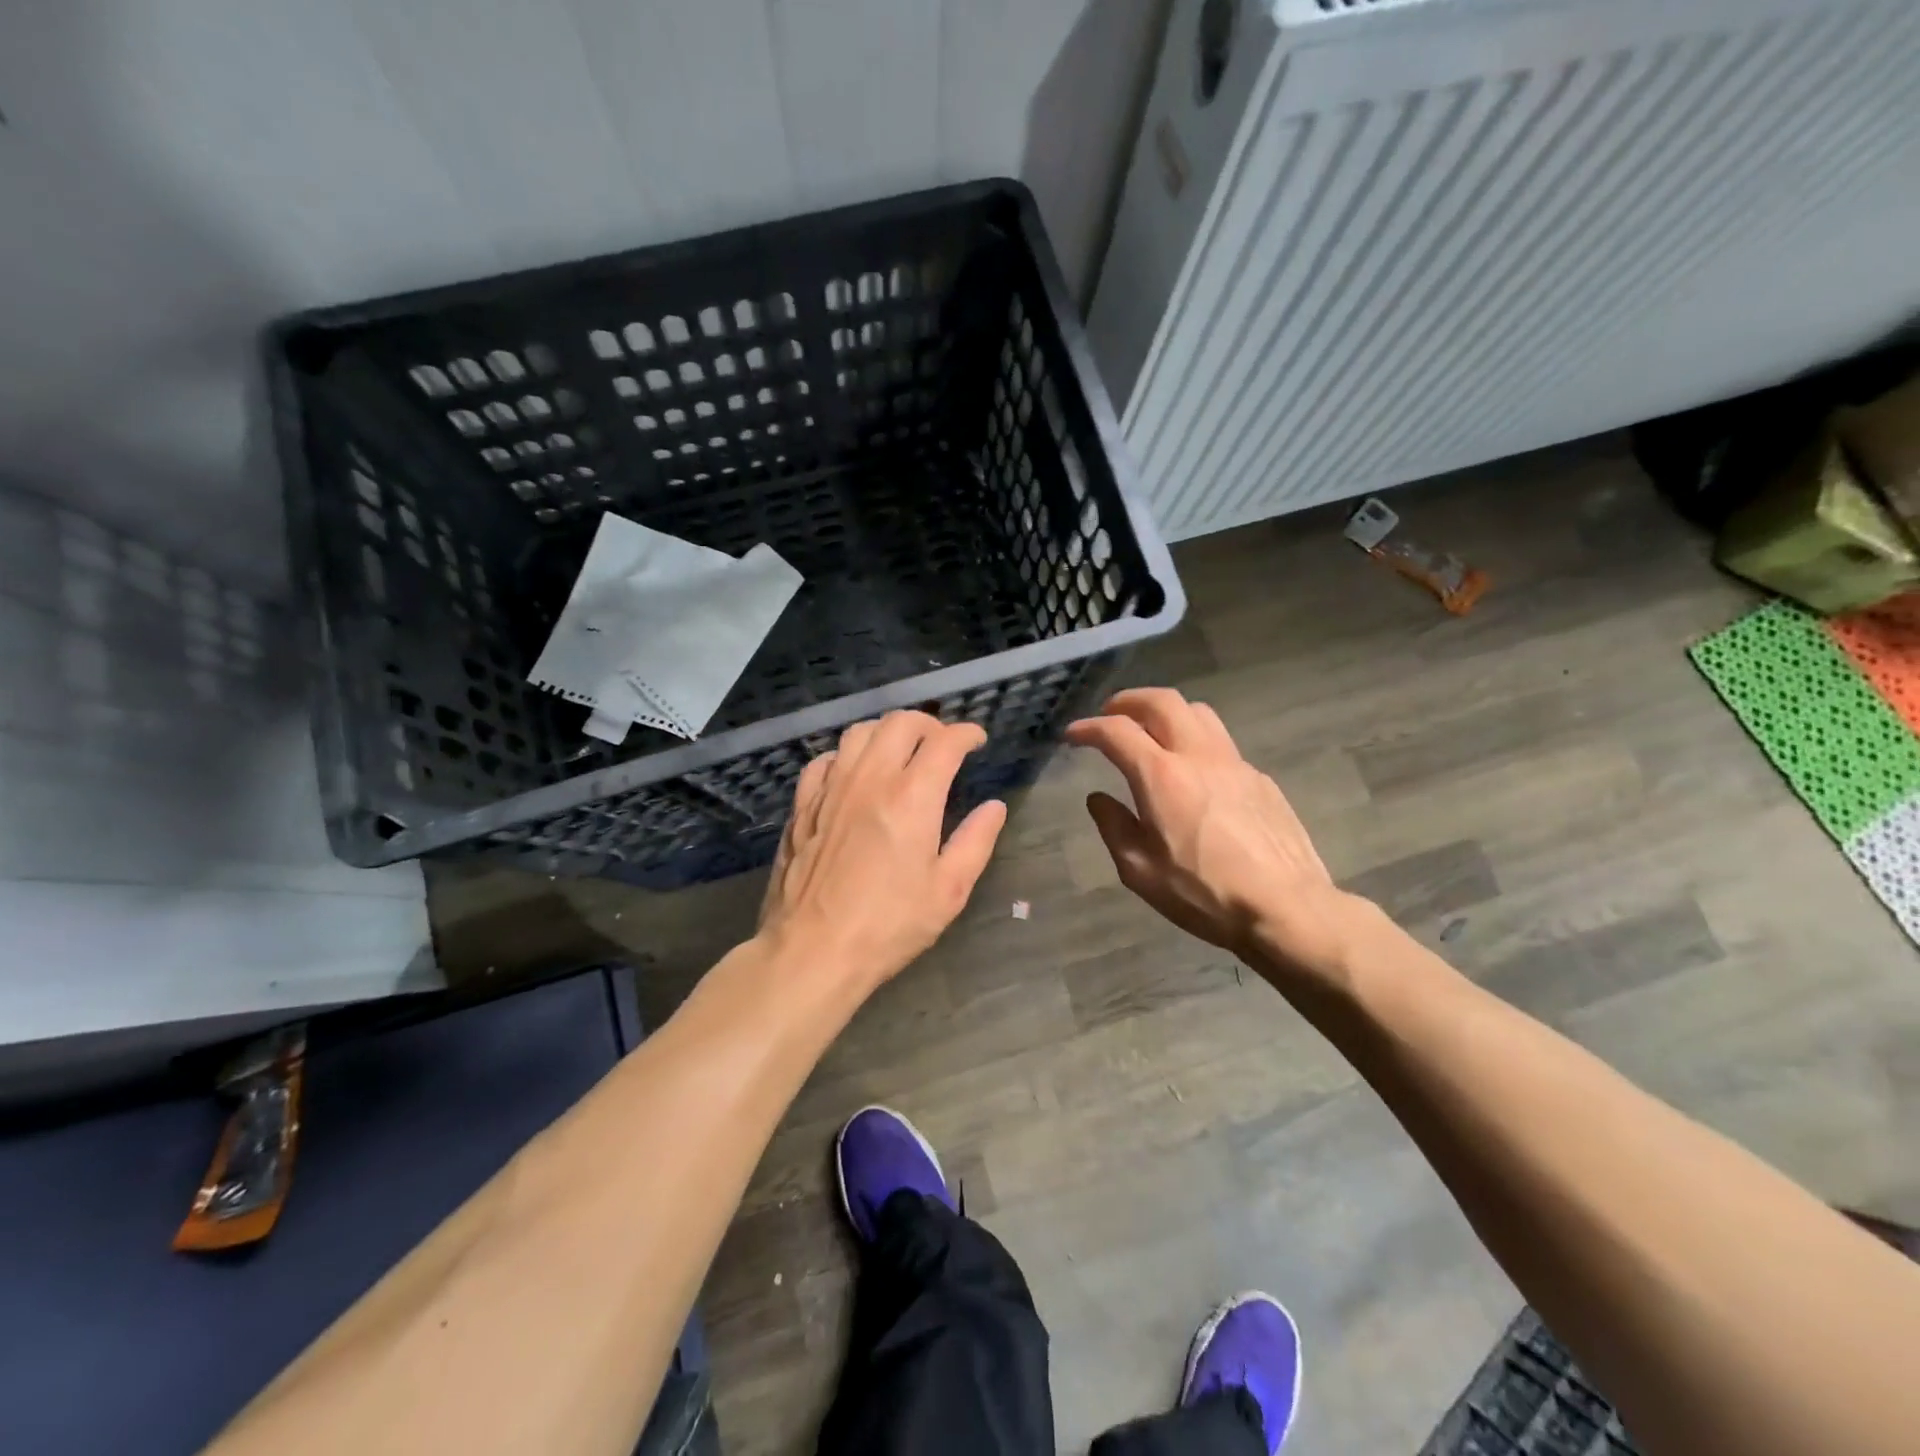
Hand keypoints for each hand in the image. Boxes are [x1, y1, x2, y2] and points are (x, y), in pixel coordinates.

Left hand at [757, 711, 1007, 992]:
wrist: (812, 951)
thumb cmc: (888, 925)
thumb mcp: (948, 891)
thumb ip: (975, 841)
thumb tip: (994, 807)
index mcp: (911, 797)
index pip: (944, 742)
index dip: (966, 733)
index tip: (976, 740)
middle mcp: (869, 779)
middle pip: (900, 723)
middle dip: (929, 723)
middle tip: (942, 743)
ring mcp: (830, 789)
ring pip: (859, 733)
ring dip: (887, 732)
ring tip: (900, 752)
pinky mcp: (802, 806)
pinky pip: (824, 760)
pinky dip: (847, 756)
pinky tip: (853, 774)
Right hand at [1064, 688, 1361, 979]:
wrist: (1286, 908)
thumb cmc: (1203, 894)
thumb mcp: (1139, 871)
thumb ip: (1113, 826)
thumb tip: (1098, 798)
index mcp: (1161, 776)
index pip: (1117, 732)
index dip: (1088, 728)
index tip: (1073, 736)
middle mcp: (1198, 756)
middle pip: (1162, 701)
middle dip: (1128, 701)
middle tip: (1110, 714)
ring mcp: (1235, 763)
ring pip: (1197, 712)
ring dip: (1166, 712)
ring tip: (1152, 731)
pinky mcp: (1260, 779)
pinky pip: (1221, 743)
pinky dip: (1196, 741)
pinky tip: (1194, 773)